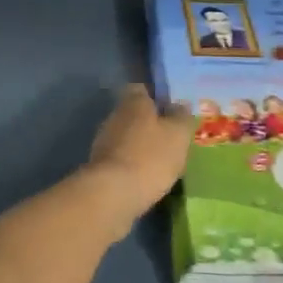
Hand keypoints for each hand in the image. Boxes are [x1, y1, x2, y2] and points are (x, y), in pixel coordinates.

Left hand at [84, 84, 193, 225]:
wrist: (113, 193)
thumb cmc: (151, 156)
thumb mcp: (178, 134)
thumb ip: (181, 117)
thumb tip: (180, 105)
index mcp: (133, 102)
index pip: (142, 89)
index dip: (157, 98)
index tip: (172, 111)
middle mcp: (115, 115)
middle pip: (134, 114)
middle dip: (150, 124)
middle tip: (171, 138)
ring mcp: (104, 141)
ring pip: (127, 136)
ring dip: (141, 145)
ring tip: (162, 161)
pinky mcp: (100, 165)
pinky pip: (121, 158)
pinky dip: (133, 164)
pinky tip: (147, 177)